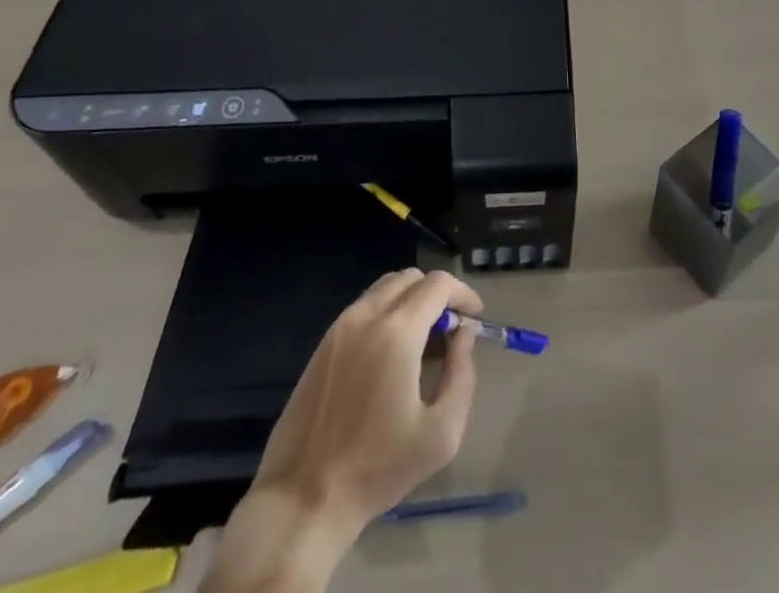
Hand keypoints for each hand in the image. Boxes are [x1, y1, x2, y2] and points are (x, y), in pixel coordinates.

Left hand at [207, 269, 482, 592]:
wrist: (302, 501)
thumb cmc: (378, 469)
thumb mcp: (442, 432)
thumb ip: (461, 372)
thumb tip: (463, 334)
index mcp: (397, 331)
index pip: (439, 284)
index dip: (463, 294)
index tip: (476, 318)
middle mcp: (366, 316)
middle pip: (411, 278)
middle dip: (438, 295)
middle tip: (450, 332)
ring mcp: (340, 328)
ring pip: (385, 289)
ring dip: (412, 302)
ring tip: (423, 344)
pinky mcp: (323, 345)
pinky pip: (364, 309)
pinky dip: (387, 314)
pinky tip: (391, 356)